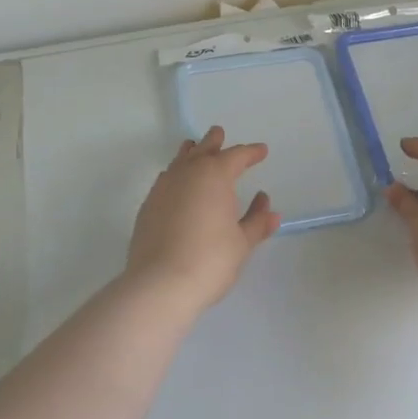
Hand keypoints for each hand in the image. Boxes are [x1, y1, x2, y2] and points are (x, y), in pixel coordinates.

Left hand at [126, 126, 281, 313]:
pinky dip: (175, 175)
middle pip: (203, 150)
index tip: (261, 151)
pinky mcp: (147, 207)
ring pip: (179, 161)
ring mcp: (163, 189)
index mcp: (215, 176)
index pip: (236, 156)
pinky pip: (165, 180)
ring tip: (194, 148)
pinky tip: (176, 183)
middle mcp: (186, 174)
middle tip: (220, 134)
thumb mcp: (242, 243)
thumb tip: (269, 209)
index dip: (251, 153)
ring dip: (190, 153)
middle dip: (214, 142)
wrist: (160, 284)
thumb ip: (256, 222)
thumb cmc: (210, 260)